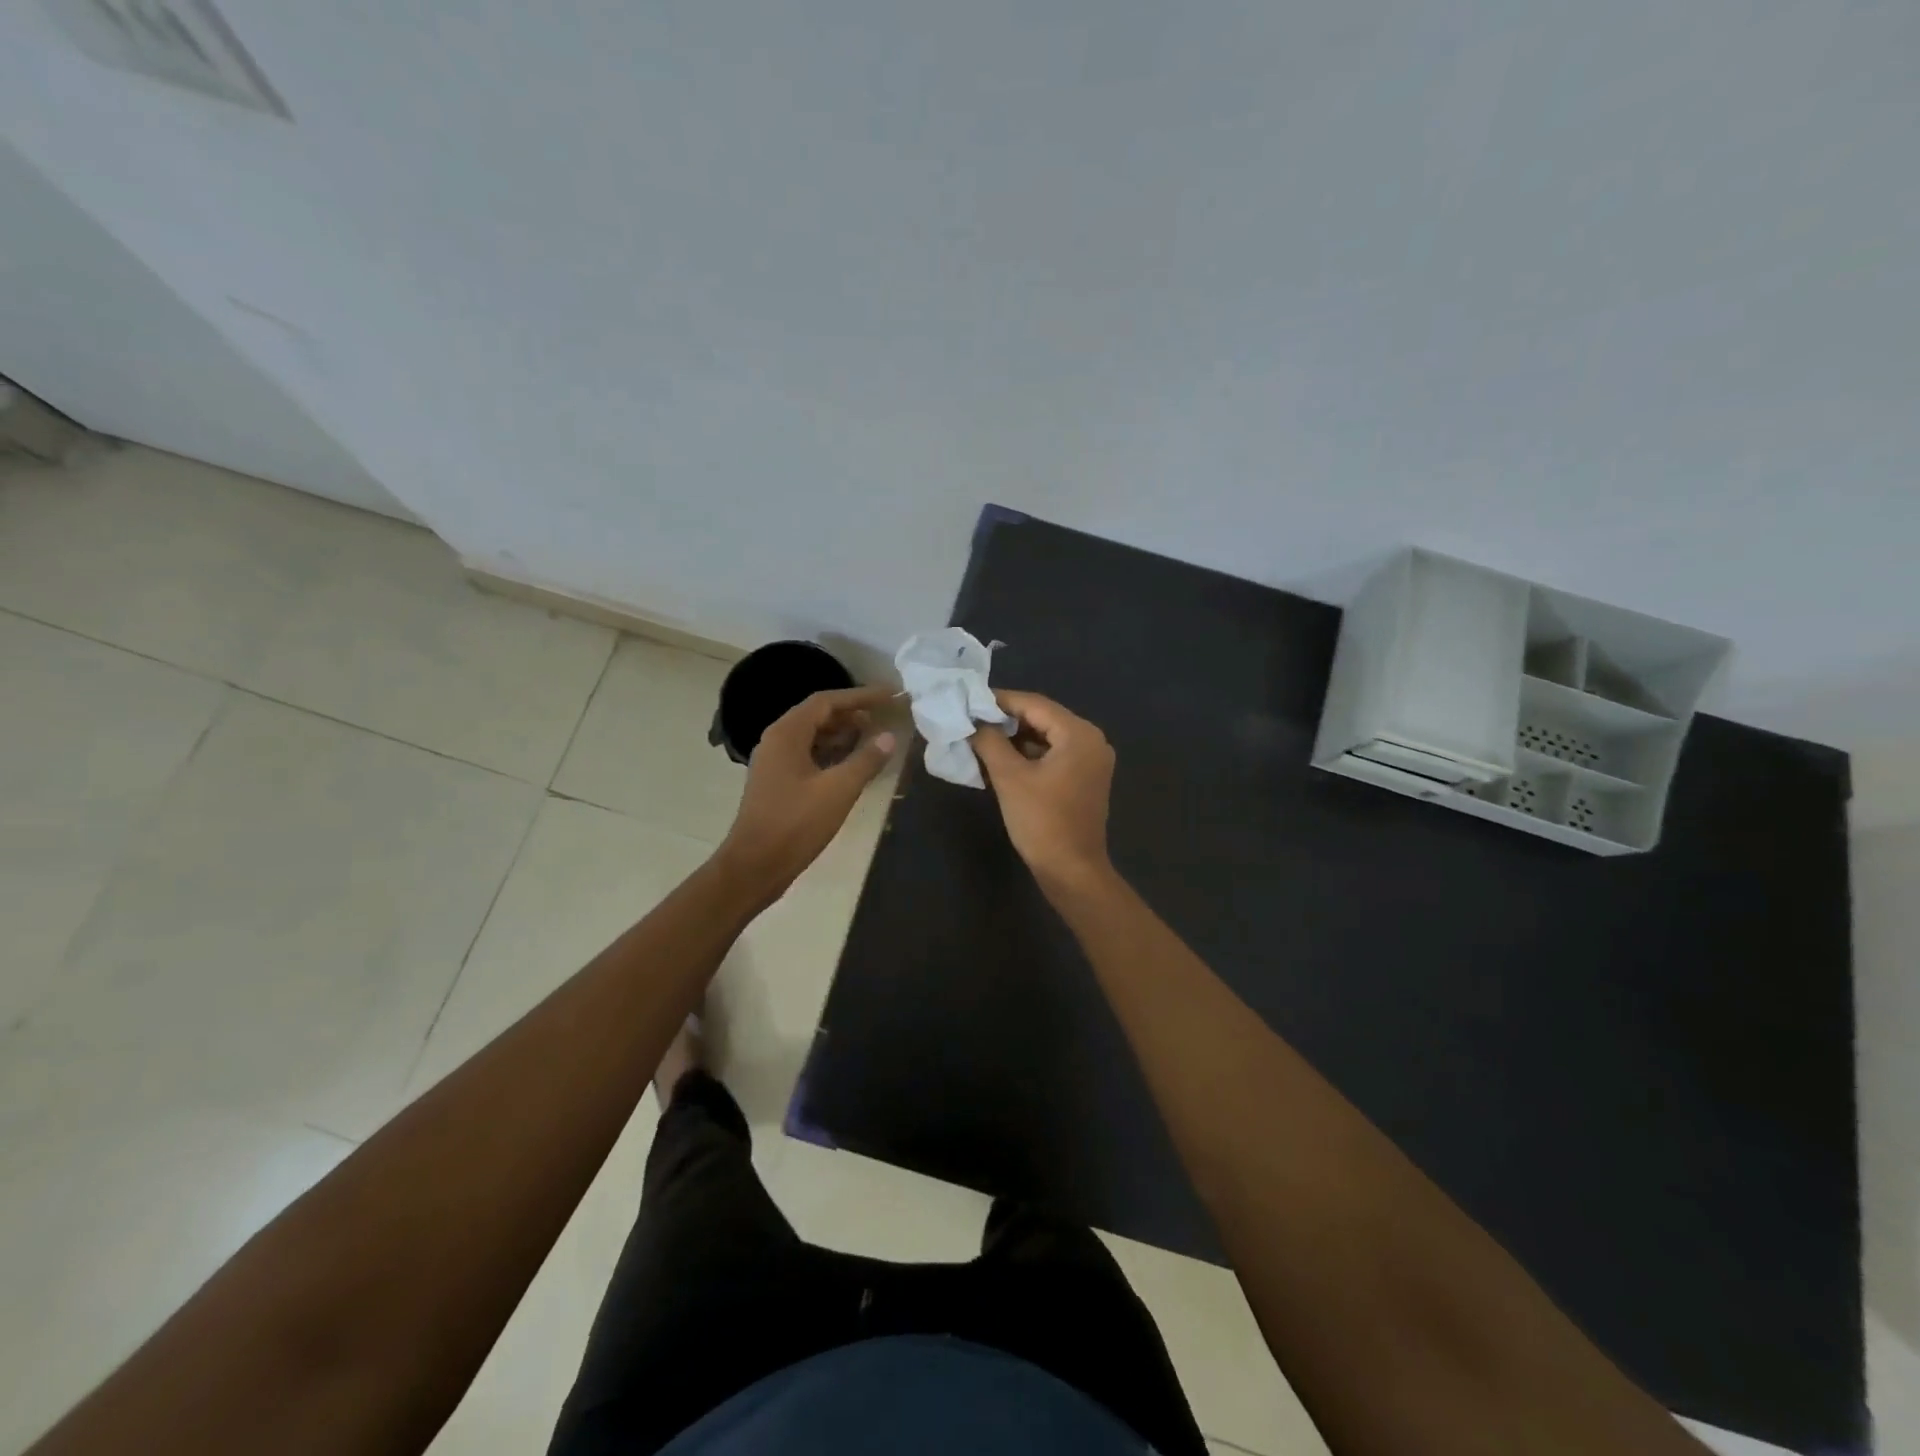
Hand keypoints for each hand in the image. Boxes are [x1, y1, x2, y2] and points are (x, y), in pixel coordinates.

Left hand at [716, 686, 896, 898]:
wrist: (755, 866)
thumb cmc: (796, 823)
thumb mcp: (838, 790)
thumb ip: (866, 760)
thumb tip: (889, 736)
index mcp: (787, 733)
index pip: (827, 701)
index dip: (861, 696)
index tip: (889, 695)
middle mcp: (777, 740)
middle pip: (818, 715)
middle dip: (853, 713)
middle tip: (884, 717)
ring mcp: (775, 762)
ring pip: (813, 736)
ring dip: (843, 734)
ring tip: (874, 738)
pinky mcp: (777, 782)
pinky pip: (808, 755)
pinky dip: (832, 753)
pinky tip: (853, 765)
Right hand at [970, 690, 1115, 892]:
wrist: (1071, 871)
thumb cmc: (1042, 821)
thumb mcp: (1009, 777)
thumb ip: (990, 742)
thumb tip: (974, 722)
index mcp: (1079, 734)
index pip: (1034, 704)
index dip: (999, 701)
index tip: (969, 701)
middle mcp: (1092, 740)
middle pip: (1042, 718)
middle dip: (1006, 720)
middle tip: (972, 720)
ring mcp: (1091, 761)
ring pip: (1047, 737)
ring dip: (1015, 738)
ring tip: (981, 739)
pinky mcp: (1085, 779)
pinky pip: (1054, 755)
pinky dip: (1029, 755)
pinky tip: (1001, 760)